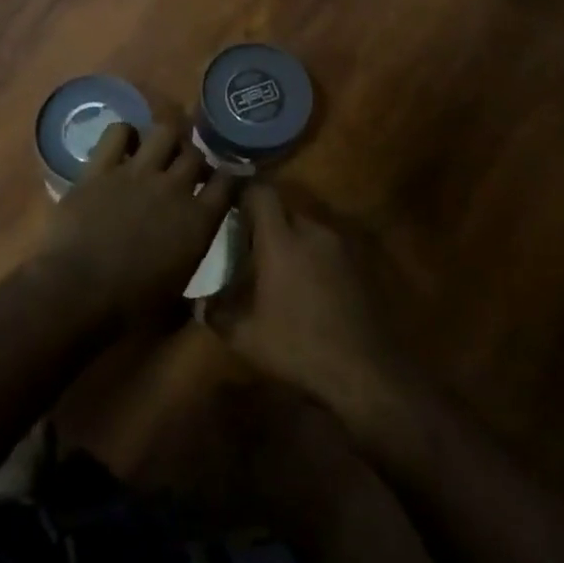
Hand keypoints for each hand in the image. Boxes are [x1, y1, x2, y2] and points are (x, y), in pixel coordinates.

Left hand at [40, 120, 234, 326]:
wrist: (77, 292)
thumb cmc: (129, 307)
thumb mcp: (174, 303)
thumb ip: (192, 291)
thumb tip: (201, 303)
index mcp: (198, 221)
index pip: (228, 183)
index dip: (230, 178)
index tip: (226, 180)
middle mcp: (174, 188)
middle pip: (196, 154)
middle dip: (195, 159)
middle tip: (186, 170)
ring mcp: (137, 173)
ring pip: (164, 131)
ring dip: (166, 139)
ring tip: (159, 150)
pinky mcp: (101, 168)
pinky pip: (118, 132)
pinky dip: (124, 134)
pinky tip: (124, 146)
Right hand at [204, 185, 407, 423]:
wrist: (363, 370)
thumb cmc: (297, 347)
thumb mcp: (245, 337)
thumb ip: (217, 313)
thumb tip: (200, 304)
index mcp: (281, 240)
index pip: (261, 192)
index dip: (244, 193)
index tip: (230, 205)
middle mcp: (312, 232)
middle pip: (285, 209)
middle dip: (266, 221)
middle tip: (249, 244)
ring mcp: (340, 246)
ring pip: (308, 228)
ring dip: (292, 240)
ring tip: (278, 267)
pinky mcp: (359, 264)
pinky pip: (327, 247)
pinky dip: (313, 256)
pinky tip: (307, 285)